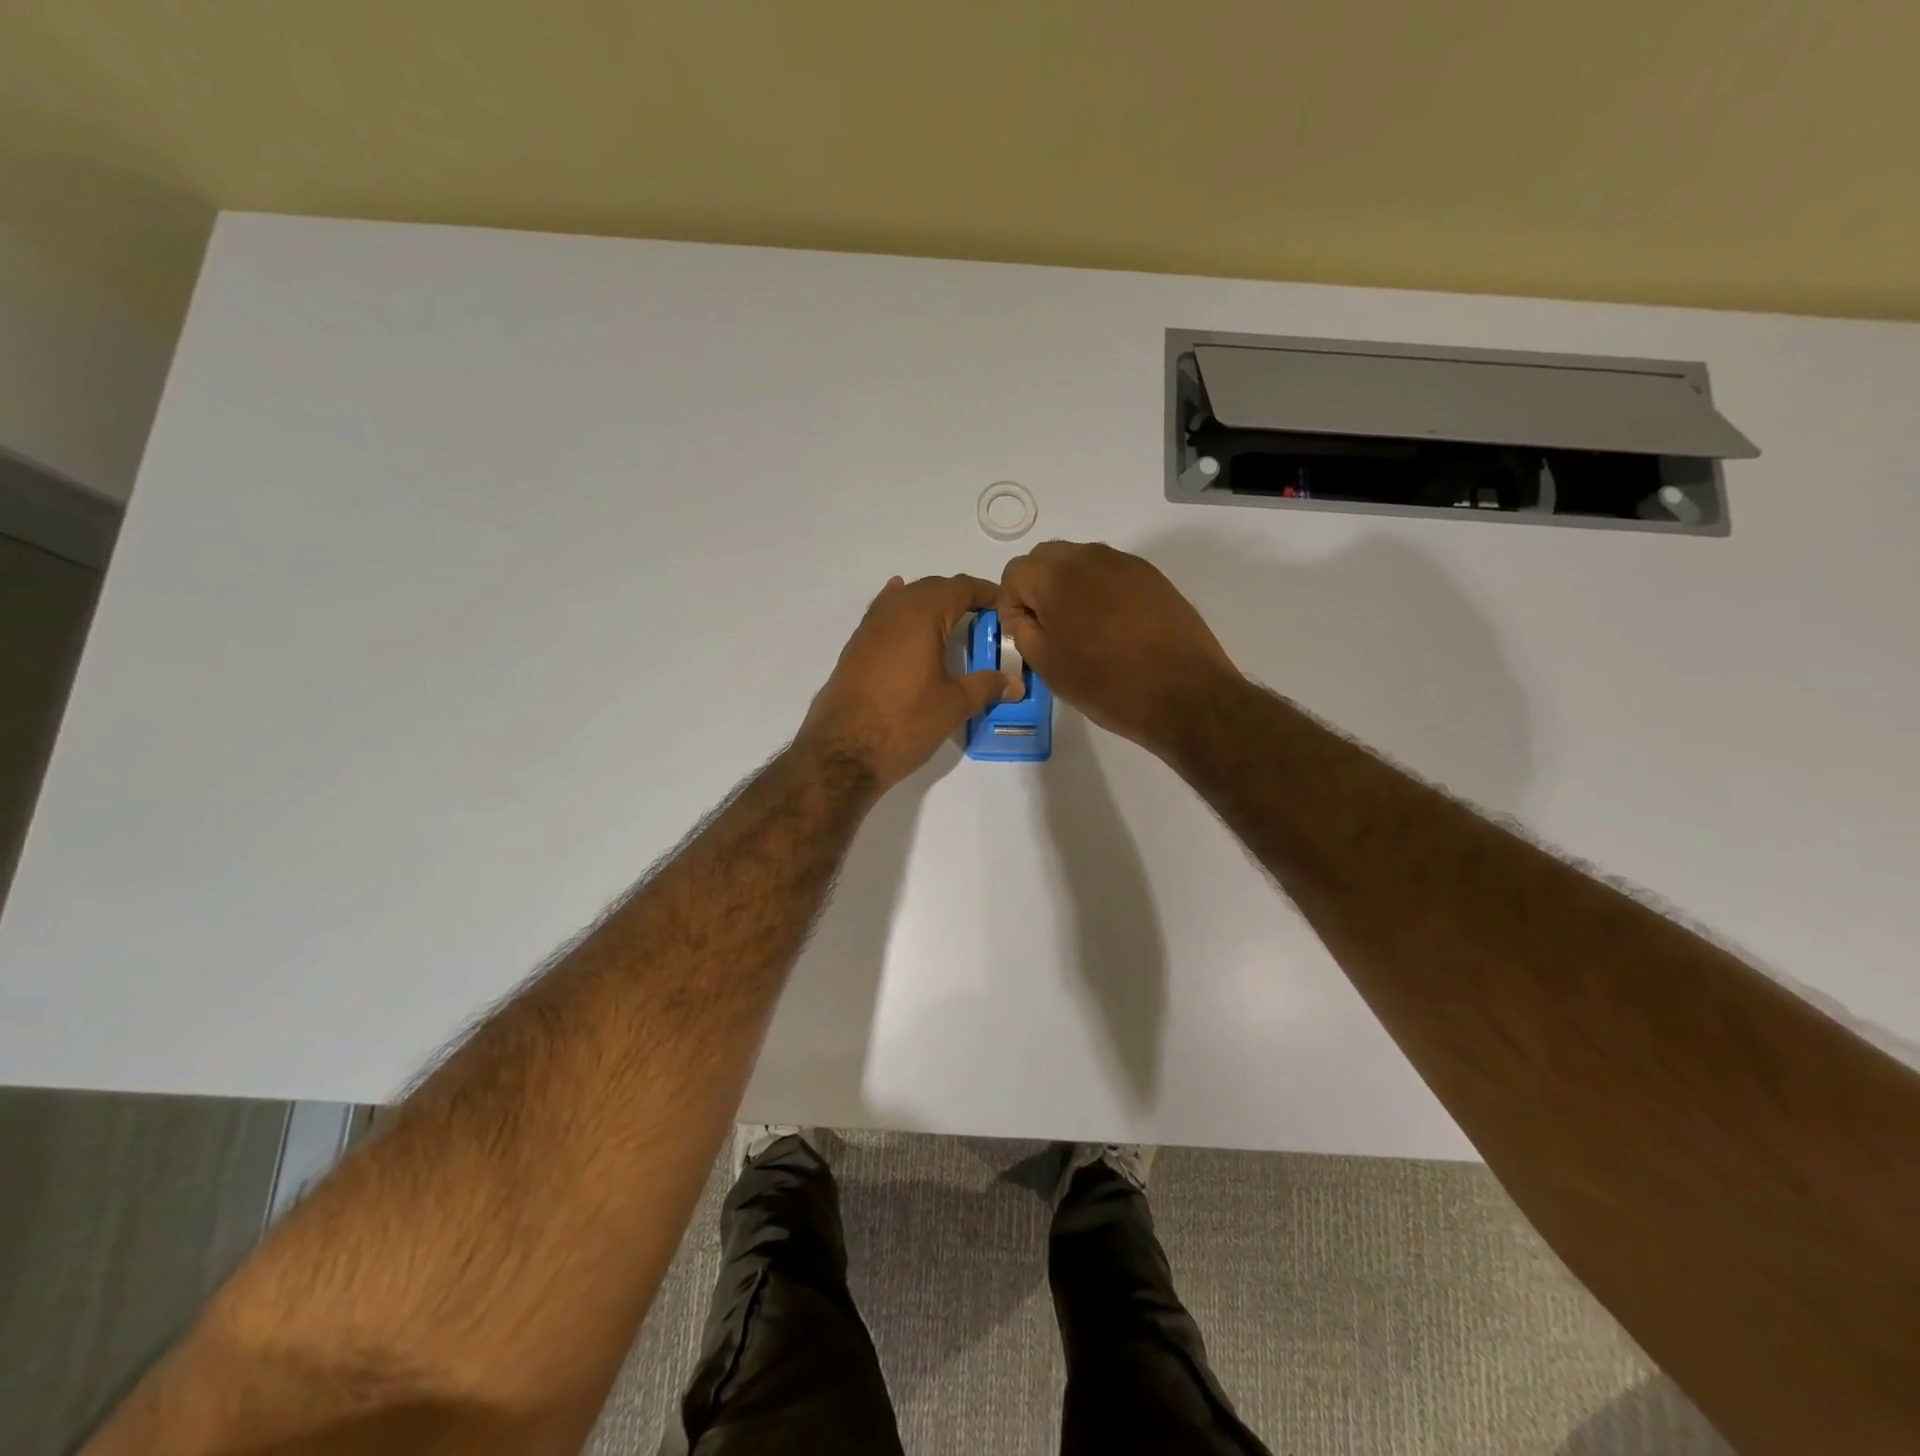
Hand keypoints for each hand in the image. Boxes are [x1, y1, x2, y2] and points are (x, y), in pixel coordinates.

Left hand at [799, 575, 1008, 790]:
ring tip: (951, 624)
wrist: (843, 752)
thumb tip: (1015, 683)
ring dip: (929, 606)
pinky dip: (904, 618)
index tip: (1005, 605)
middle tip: (983, 618)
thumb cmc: (905, 722)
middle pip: (931, 589)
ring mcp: (869, 628)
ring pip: (904, 601)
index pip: (960, 588)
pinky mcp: (855, 649)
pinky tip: (909, 629)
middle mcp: (892, 611)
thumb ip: (986, 686)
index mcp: (921, 615)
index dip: (985, 592)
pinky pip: (885, 619)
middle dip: (958, 597)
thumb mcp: (953, 705)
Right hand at [999, 541, 1239, 751]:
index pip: (1015, 572)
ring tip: (1083, 629)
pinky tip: (1114, 627)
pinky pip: (1111, 572)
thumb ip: (1024, 633)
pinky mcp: (1152, 575)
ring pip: (1080, 561)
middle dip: (1038, 588)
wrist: (1185, 694)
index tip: (1025, 634)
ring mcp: (1125, 563)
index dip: (1011, 604)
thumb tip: (1024, 617)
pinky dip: (1101, 591)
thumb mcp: (1049, 668)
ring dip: (1070, 587)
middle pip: (1046, 558)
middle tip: (1050, 629)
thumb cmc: (1108, 685)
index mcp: (1057, 578)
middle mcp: (1089, 557)